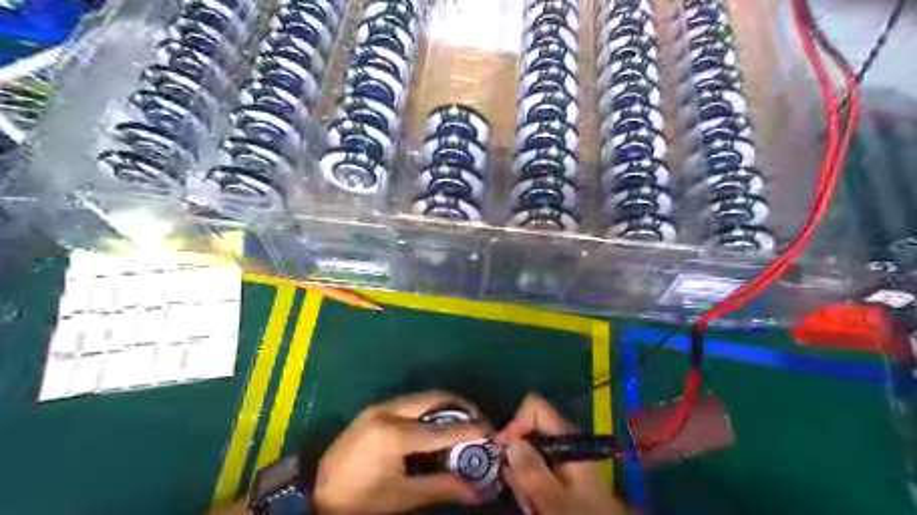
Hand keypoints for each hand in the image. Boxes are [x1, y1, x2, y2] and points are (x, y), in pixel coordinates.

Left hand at [312, 391, 489, 513]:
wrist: (318, 493)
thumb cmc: (362, 501)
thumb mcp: (404, 498)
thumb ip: (443, 488)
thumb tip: (478, 491)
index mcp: (394, 435)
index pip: (443, 429)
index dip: (471, 431)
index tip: (491, 433)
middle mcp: (388, 411)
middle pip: (435, 398)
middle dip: (461, 407)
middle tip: (478, 422)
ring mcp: (379, 407)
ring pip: (422, 396)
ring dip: (445, 406)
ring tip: (461, 423)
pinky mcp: (374, 409)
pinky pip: (410, 402)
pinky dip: (429, 409)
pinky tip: (435, 425)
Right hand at [496, 395, 631, 514]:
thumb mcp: (555, 499)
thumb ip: (532, 471)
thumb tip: (510, 442)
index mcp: (567, 436)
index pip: (534, 406)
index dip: (515, 424)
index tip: (503, 452)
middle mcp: (565, 439)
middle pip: (528, 429)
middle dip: (516, 455)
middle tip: (517, 486)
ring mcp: (564, 455)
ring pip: (529, 451)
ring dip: (522, 474)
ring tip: (529, 502)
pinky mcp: (562, 470)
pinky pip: (537, 467)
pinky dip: (530, 483)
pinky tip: (536, 503)